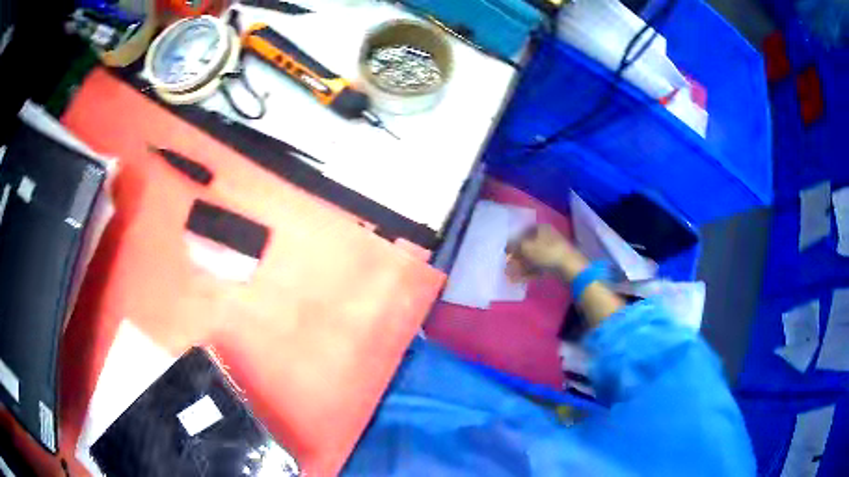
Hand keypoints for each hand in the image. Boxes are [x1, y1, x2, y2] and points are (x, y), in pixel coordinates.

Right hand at [506, 225, 585, 281]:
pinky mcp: (554, 265)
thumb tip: (507, 247)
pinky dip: (528, 272)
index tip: (507, 250)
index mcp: (542, 229)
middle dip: (517, 256)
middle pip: (528, 246)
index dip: (515, 240)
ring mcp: (552, 252)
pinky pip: (538, 267)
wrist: (570, 268)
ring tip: (510, 274)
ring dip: (520, 266)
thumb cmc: (547, 253)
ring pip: (532, 258)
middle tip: (507, 263)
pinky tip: (518, 279)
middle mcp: (547, 238)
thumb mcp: (526, 247)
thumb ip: (514, 246)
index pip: (525, 231)